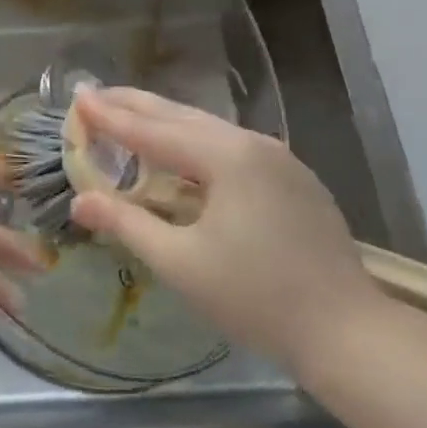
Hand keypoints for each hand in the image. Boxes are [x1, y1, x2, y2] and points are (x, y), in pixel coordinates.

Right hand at [67, 87, 388, 383]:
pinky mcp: (292, 177)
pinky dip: (194, 141)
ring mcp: (278, 158)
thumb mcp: (181, 263)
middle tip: (95, 94)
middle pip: (181, 116)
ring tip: (128, 115)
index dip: (111, 116)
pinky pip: (230, 145)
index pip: (153, 130)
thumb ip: (127, 224)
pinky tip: (181, 152)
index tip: (78, 97)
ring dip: (164, 122)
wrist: (349, 333)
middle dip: (135, 105)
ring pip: (208, 128)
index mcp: (226, 157)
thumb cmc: (256, 299)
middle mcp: (253, 143)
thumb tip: (80, 200)